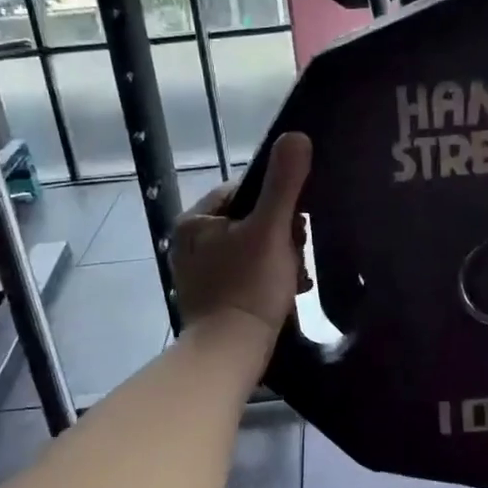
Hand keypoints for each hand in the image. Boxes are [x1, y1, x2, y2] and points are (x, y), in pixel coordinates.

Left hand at [170, 132, 312, 337]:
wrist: (230, 353)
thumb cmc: (248, 287)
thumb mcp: (271, 230)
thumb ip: (284, 184)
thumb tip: (297, 135)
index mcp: (196, 221)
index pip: (244, 191)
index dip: (277, 203)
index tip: (296, 224)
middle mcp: (190, 244)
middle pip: (250, 222)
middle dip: (281, 236)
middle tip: (297, 255)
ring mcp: (200, 273)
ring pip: (252, 250)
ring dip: (280, 259)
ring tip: (297, 276)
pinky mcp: (212, 299)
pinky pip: (247, 275)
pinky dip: (269, 280)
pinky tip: (288, 292)